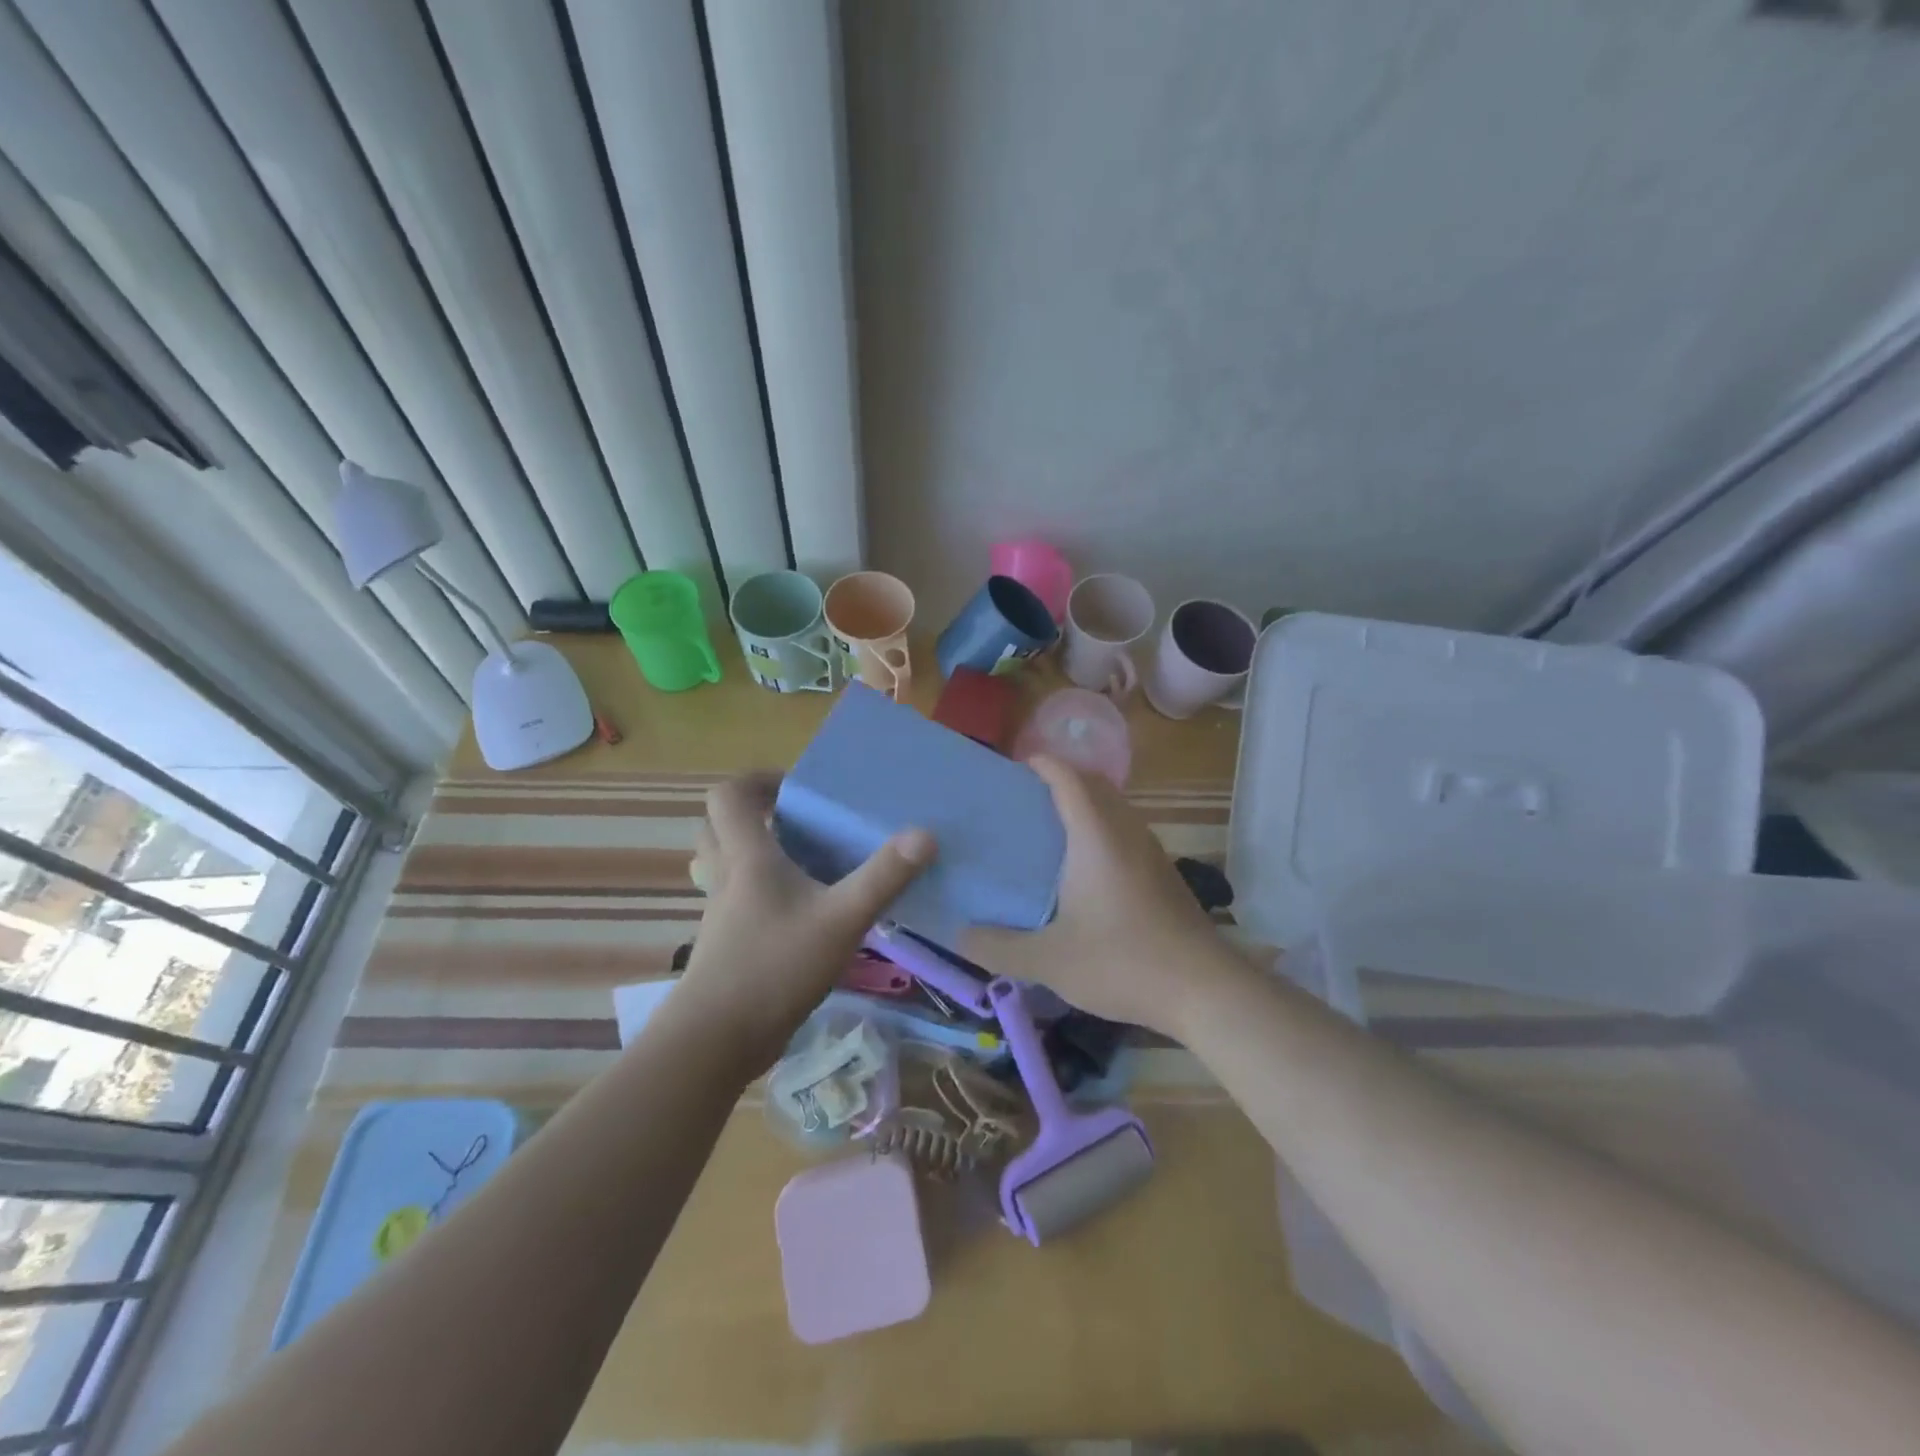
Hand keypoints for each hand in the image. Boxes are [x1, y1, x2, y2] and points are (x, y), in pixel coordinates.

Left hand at [679, 772, 934, 1067]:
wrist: (717, 1040)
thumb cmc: (775, 966)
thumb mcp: (841, 919)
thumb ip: (884, 877)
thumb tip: (925, 834)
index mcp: (746, 857)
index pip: (728, 796)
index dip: (757, 781)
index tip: (796, 788)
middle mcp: (725, 877)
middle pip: (718, 827)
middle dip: (753, 815)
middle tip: (796, 821)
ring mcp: (720, 913)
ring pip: (723, 865)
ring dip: (751, 852)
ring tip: (798, 860)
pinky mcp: (725, 944)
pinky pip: (734, 899)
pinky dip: (757, 892)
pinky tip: (798, 912)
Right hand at [962, 755, 1228, 1035]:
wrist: (1205, 990)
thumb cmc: (1122, 961)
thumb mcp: (1049, 961)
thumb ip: (998, 947)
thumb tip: (958, 934)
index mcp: (1096, 836)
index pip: (1068, 777)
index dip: (1041, 764)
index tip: (1011, 770)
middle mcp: (1126, 832)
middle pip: (1093, 784)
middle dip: (1059, 780)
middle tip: (1021, 802)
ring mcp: (1151, 851)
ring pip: (1113, 808)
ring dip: (1083, 805)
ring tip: (1046, 831)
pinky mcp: (1163, 873)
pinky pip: (1125, 832)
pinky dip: (1100, 829)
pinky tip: (1083, 870)